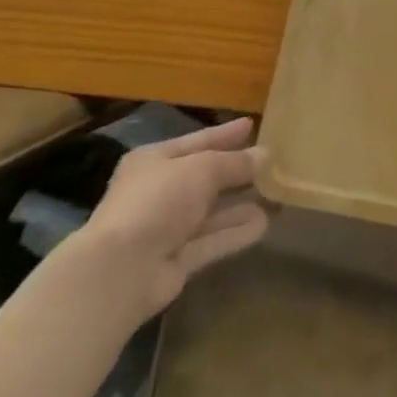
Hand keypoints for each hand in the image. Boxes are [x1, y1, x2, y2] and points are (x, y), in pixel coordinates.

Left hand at [73, 118, 269, 319]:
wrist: (122, 271)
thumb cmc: (158, 201)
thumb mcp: (202, 169)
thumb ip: (234, 162)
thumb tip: (265, 154)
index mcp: (154, 160)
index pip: (196, 141)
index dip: (224, 134)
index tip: (251, 125)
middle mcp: (158, 192)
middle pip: (204, 177)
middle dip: (236, 171)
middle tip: (270, 162)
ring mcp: (166, 228)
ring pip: (210, 211)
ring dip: (239, 204)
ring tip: (274, 194)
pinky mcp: (176, 261)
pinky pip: (211, 241)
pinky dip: (235, 232)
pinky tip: (263, 225)